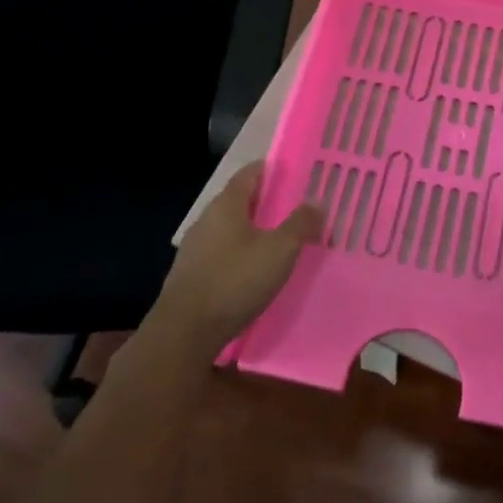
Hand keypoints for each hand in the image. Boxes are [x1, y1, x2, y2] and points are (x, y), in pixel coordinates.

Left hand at [150, 162, 321, 355]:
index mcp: (226, 205)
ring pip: (229, 230)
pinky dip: (239, 255)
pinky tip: (253, 271)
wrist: (185, 332)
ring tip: (277, 241)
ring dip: (251, 231)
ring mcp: (194, 249)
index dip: (269, 170)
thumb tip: (317, 202)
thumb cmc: (235, 280)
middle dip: (264, 203)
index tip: (291, 172)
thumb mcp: (280, 250)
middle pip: (238, 202)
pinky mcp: (190, 276)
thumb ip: (301, 224)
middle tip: (292, 208)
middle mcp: (206, 220)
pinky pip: (221, 254)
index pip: (248, 174)